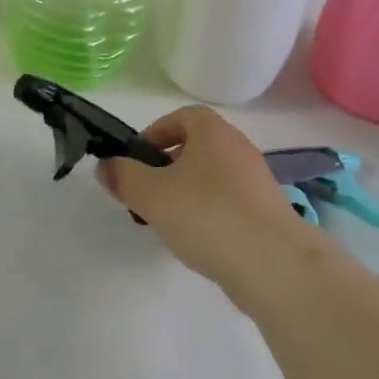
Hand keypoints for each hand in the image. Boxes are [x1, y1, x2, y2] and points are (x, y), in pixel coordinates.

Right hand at [97, 106, 319, 295]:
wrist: (273, 261)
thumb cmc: (207, 214)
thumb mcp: (152, 195)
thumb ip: (124, 177)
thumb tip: (106, 165)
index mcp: (213, 132)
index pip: (182, 116)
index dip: (156, 132)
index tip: (136, 159)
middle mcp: (238, 148)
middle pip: (197, 147)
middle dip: (167, 167)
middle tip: (145, 194)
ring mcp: (256, 181)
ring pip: (211, 177)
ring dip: (186, 193)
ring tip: (166, 222)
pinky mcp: (265, 212)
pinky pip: (228, 203)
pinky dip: (208, 214)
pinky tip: (196, 241)